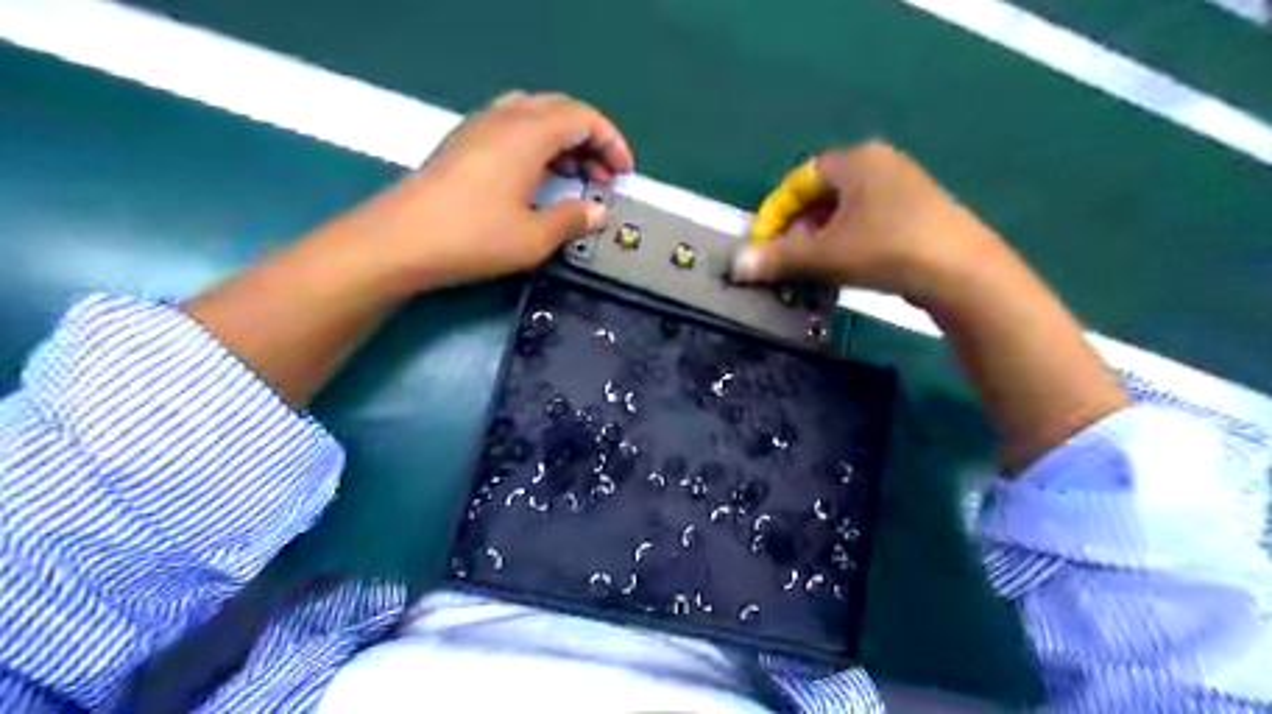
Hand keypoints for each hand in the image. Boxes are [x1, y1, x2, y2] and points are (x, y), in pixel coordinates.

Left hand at [378, 91, 635, 293]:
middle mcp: (504, 118)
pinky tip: (536, 179)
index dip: (611, 142)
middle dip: (589, 140)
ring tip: (574, 177)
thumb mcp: (534, 237)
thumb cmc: (474, 237)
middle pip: (560, 110)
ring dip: (562, 141)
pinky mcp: (462, 143)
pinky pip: (511, 128)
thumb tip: (597, 212)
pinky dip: (536, 145)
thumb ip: (572, 220)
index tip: (623, 173)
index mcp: (528, 133)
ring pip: (534, 116)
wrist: (401, 240)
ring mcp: (478, 127)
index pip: (583, 117)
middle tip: (602, 177)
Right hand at [738, 140, 1015, 306]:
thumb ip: (778, 257)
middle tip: (787, 262)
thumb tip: (735, 265)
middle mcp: (880, 165)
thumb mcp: (825, 254)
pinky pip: (868, 224)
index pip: (798, 181)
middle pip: (821, 197)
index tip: (763, 246)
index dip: (774, 214)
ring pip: (845, 214)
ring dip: (820, 243)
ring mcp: (904, 188)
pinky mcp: (919, 214)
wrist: (962, 272)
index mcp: (855, 160)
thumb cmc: (886, 249)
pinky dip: (847, 246)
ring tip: (812, 272)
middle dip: (797, 232)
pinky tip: (845, 272)